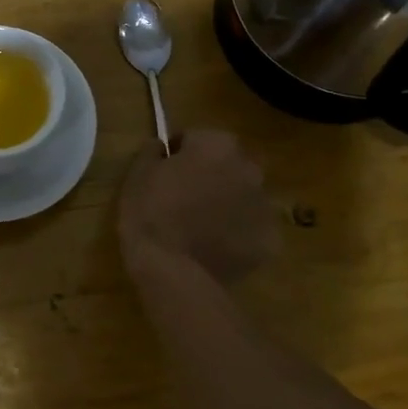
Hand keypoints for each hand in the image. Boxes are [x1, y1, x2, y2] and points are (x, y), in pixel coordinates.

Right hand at [118, 130, 278, 282]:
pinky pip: (252, 229)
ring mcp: (264, 206)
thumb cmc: (150, 213)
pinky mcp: (270, 240)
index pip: (196, 138)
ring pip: (244, 196)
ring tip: (200, 226)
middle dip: (211, 174)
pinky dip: (238, 234)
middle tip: (185, 197)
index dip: (178, 153)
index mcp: (217, 145)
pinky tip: (215, 247)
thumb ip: (152, 151)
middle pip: (228, 164)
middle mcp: (249, 168)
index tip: (165, 171)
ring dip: (227, 203)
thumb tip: (161, 145)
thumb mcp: (137, 174)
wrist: (172, 270)